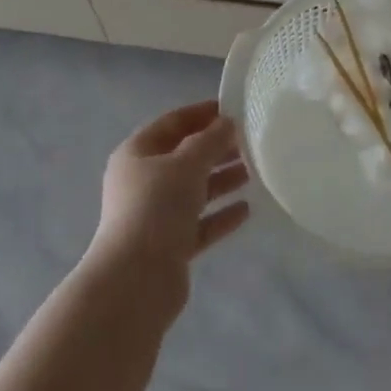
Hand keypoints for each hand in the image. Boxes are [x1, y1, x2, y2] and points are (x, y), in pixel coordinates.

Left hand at [86, 101, 250, 299]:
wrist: (136, 281)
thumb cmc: (157, 206)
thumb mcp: (186, 163)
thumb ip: (210, 141)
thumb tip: (227, 123)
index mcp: (137, 153)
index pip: (172, 123)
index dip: (202, 114)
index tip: (233, 109)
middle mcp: (142, 181)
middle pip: (184, 157)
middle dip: (216, 148)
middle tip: (250, 141)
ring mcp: (154, 215)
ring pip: (193, 190)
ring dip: (221, 180)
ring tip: (254, 172)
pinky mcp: (169, 246)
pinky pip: (199, 223)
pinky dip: (220, 215)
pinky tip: (247, 210)